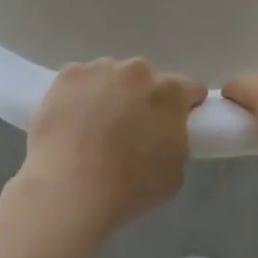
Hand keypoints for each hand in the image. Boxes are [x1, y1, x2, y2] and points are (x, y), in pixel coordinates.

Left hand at [17, 58, 206, 238]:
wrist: (68, 189)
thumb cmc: (128, 188)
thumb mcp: (173, 173)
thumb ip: (176, 141)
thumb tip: (165, 134)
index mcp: (170, 92)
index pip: (189, 89)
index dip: (184, 106)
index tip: (174, 124)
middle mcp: (138, 70)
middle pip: (146, 80)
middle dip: (142, 100)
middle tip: (128, 133)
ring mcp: (101, 68)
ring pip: (111, 77)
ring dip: (109, 95)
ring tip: (93, 131)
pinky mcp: (69, 74)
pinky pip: (80, 81)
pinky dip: (78, 96)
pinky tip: (70, 124)